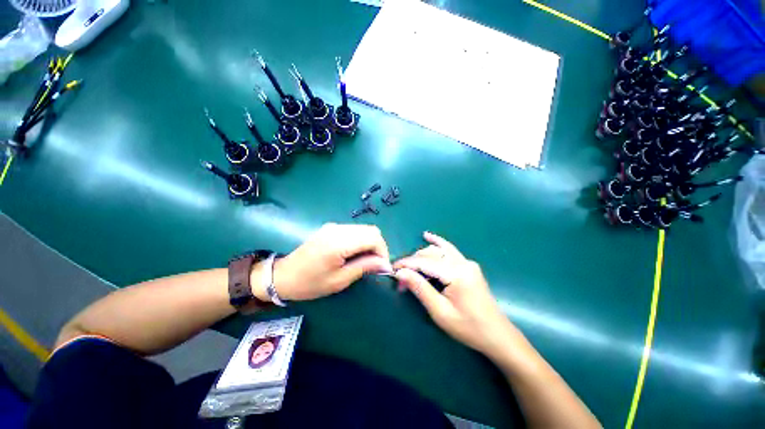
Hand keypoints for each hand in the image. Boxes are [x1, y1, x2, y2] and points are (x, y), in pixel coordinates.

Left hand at [271, 223, 392, 300]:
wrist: (283, 276)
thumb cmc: (310, 283)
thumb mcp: (339, 280)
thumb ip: (364, 267)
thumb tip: (385, 264)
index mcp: (339, 242)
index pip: (373, 237)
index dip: (383, 251)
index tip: (382, 267)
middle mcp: (338, 229)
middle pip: (371, 230)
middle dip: (378, 247)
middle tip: (375, 264)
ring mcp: (334, 226)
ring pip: (364, 229)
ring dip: (371, 243)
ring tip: (366, 260)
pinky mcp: (331, 228)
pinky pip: (355, 230)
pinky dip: (361, 240)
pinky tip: (355, 253)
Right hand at [394, 232, 516, 357]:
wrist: (497, 335)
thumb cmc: (468, 327)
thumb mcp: (440, 311)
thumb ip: (420, 288)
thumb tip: (400, 273)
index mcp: (457, 274)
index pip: (424, 262)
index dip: (406, 264)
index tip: (392, 269)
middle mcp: (463, 263)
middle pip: (431, 254)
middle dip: (413, 263)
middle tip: (400, 278)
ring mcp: (467, 262)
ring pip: (439, 250)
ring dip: (422, 255)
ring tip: (409, 267)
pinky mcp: (468, 266)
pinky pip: (449, 251)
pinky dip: (437, 244)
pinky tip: (428, 236)